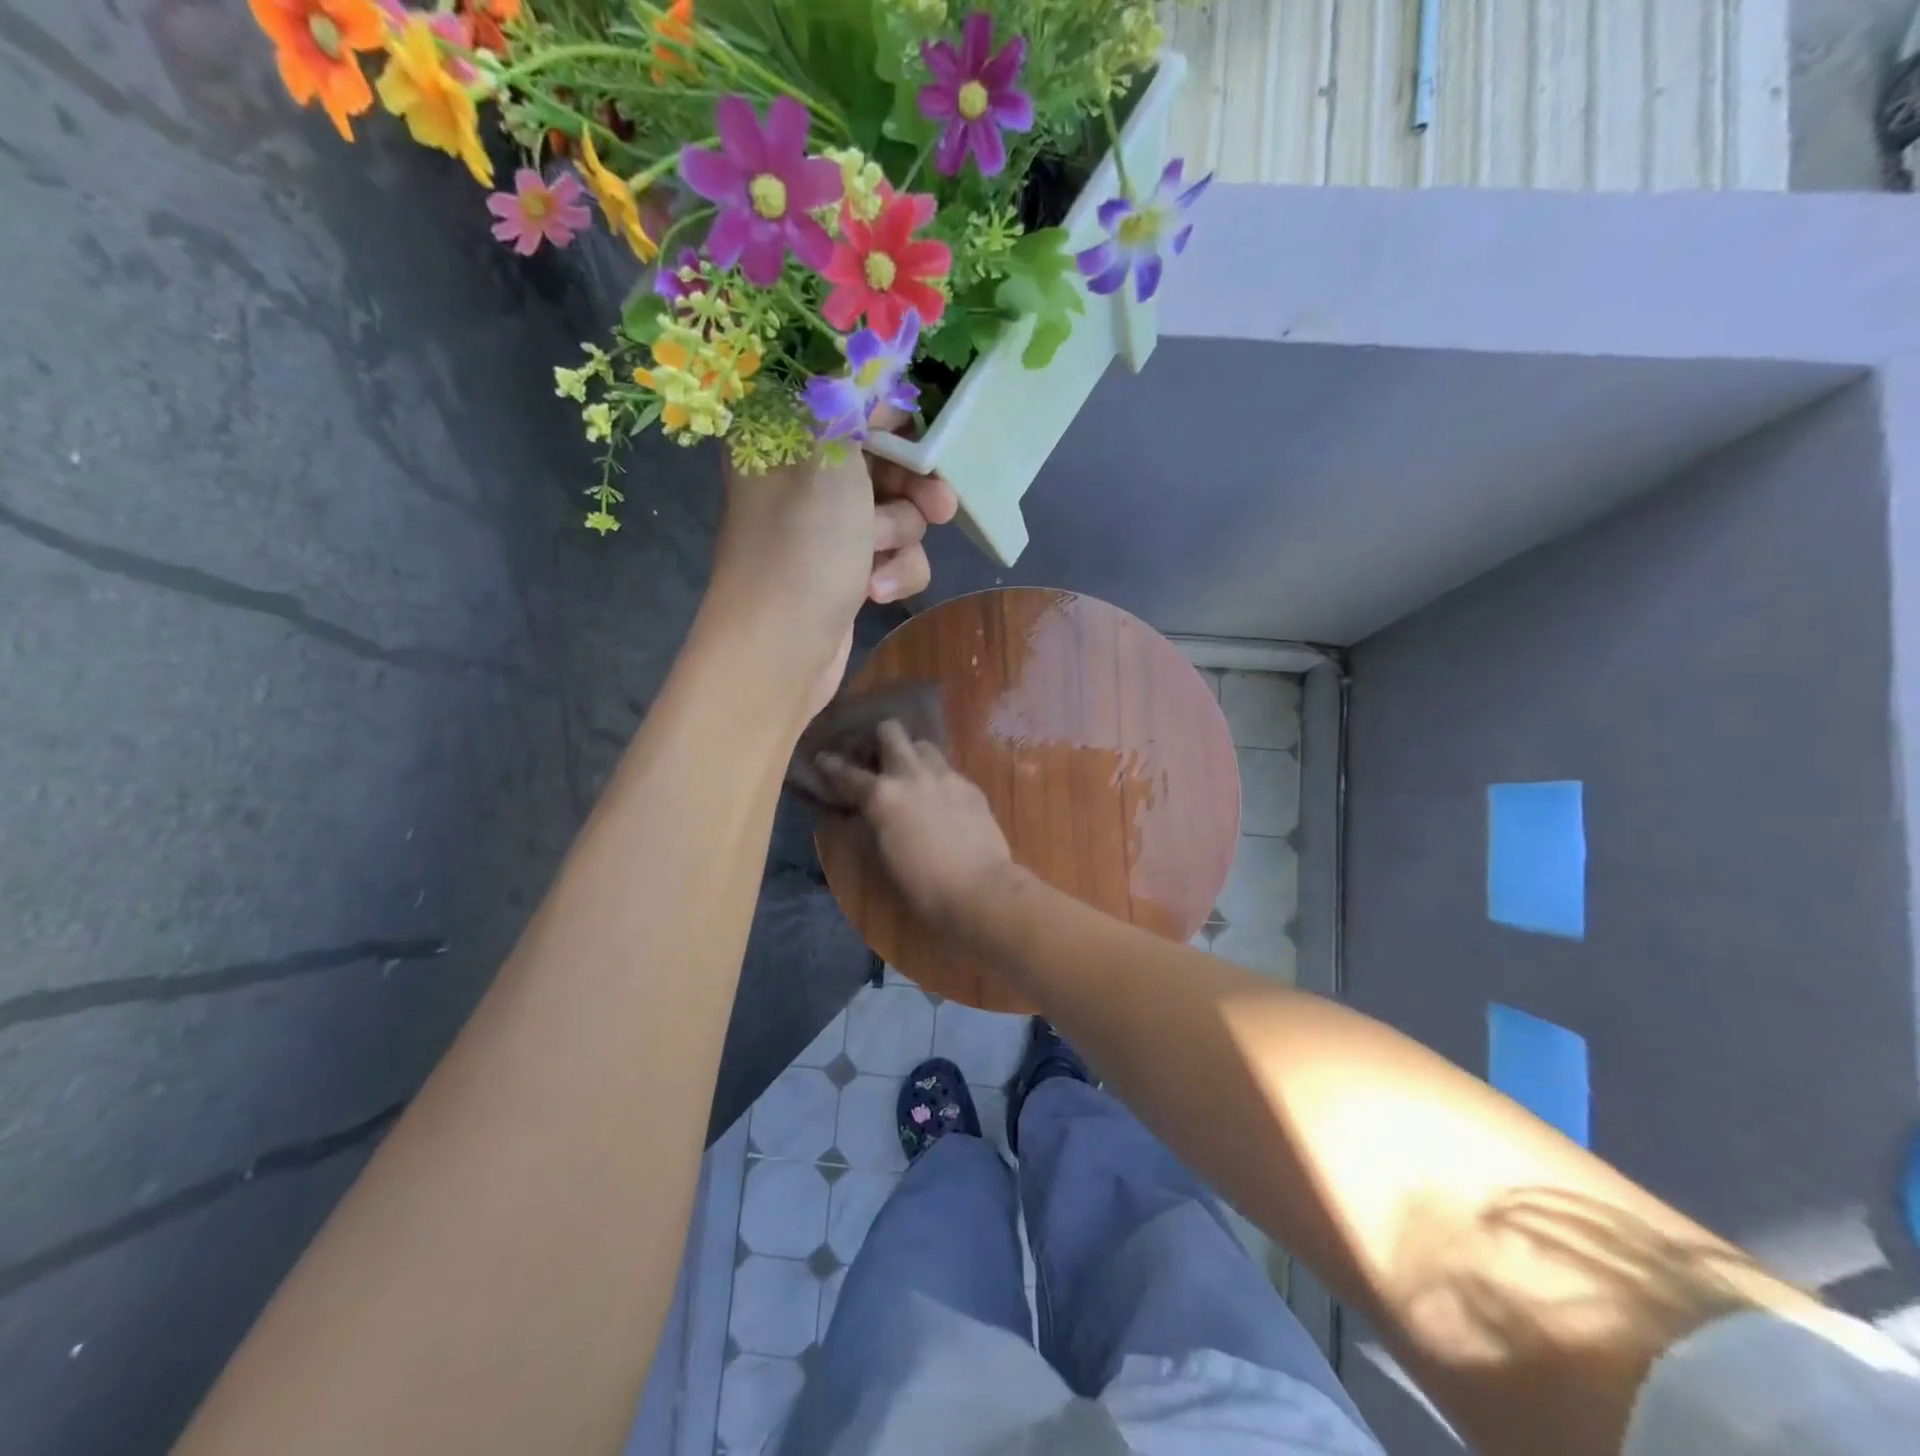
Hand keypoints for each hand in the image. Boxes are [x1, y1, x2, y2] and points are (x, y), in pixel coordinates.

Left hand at [708, 414, 956, 717]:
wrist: (780, 652)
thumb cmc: (802, 548)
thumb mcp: (829, 457)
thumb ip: (854, 401)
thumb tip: (873, 361)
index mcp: (785, 437)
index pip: (847, 399)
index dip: (890, 415)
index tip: (917, 434)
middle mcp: (804, 478)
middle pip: (884, 460)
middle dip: (914, 486)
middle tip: (941, 504)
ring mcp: (827, 530)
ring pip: (897, 511)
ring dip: (901, 536)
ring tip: (880, 558)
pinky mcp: (846, 571)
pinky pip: (892, 556)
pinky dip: (893, 573)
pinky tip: (875, 593)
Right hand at [816, 721, 1017, 931]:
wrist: (980, 888)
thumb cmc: (922, 885)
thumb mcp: (882, 856)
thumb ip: (870, 824)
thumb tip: (863, 811)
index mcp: (883, 795)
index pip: (847, 772)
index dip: (830, 764)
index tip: (822, 757)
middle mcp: (912, 774)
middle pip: (890, 731)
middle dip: (877, 739)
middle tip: (875, 760)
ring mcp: (945, 775)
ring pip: (922, 744)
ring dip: (910, 754)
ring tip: (910, 776)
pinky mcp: (970, 785)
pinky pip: (947, 770)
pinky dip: (936, 778)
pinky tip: (940, 800)